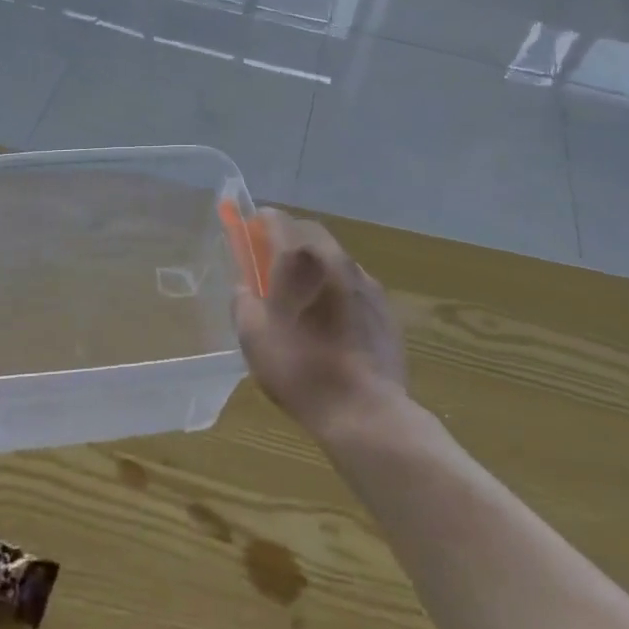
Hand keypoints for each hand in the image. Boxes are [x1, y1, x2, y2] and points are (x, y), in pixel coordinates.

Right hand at [233, 209, 406, 438]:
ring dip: (316, 264)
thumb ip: (243, 301)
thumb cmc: (299, 369)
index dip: (259, 223)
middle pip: (308, 231)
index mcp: (299, 258)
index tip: (249, 238)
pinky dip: (338, 287)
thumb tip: (245, 286)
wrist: (365, 410)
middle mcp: (334, 258)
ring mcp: (364, 280)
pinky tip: (333, 321)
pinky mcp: (385, 306)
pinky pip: (354, 283)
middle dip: (289, 239)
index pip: (276, 219)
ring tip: (305, 297)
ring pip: (334, 256)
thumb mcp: (253, 337)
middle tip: (273, 266)